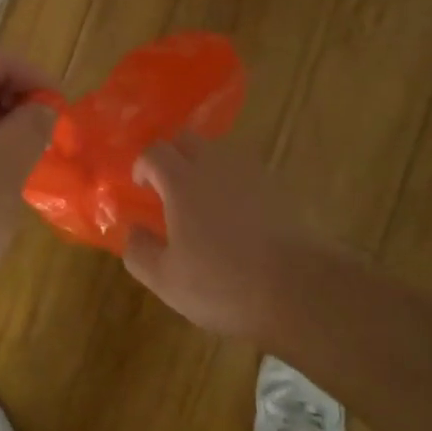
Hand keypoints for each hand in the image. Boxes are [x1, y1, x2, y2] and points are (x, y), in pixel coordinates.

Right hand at [122, 136, 327, 342]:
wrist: (299, 290)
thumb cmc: (222, 284)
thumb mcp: (165, 279)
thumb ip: (139, 251)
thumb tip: (132, 230)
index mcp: (183, 181)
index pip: (155, 151)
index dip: (142, 165)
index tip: (140, 188)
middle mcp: (217, 166)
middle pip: (188, 140)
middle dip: (172, 157)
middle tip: (166, 189)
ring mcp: (252, 175)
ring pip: (220, 154)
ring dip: (203, 168)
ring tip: (201, 204)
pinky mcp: (280, 190)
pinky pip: (246, 174)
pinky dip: (232, 185)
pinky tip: (234, 218)